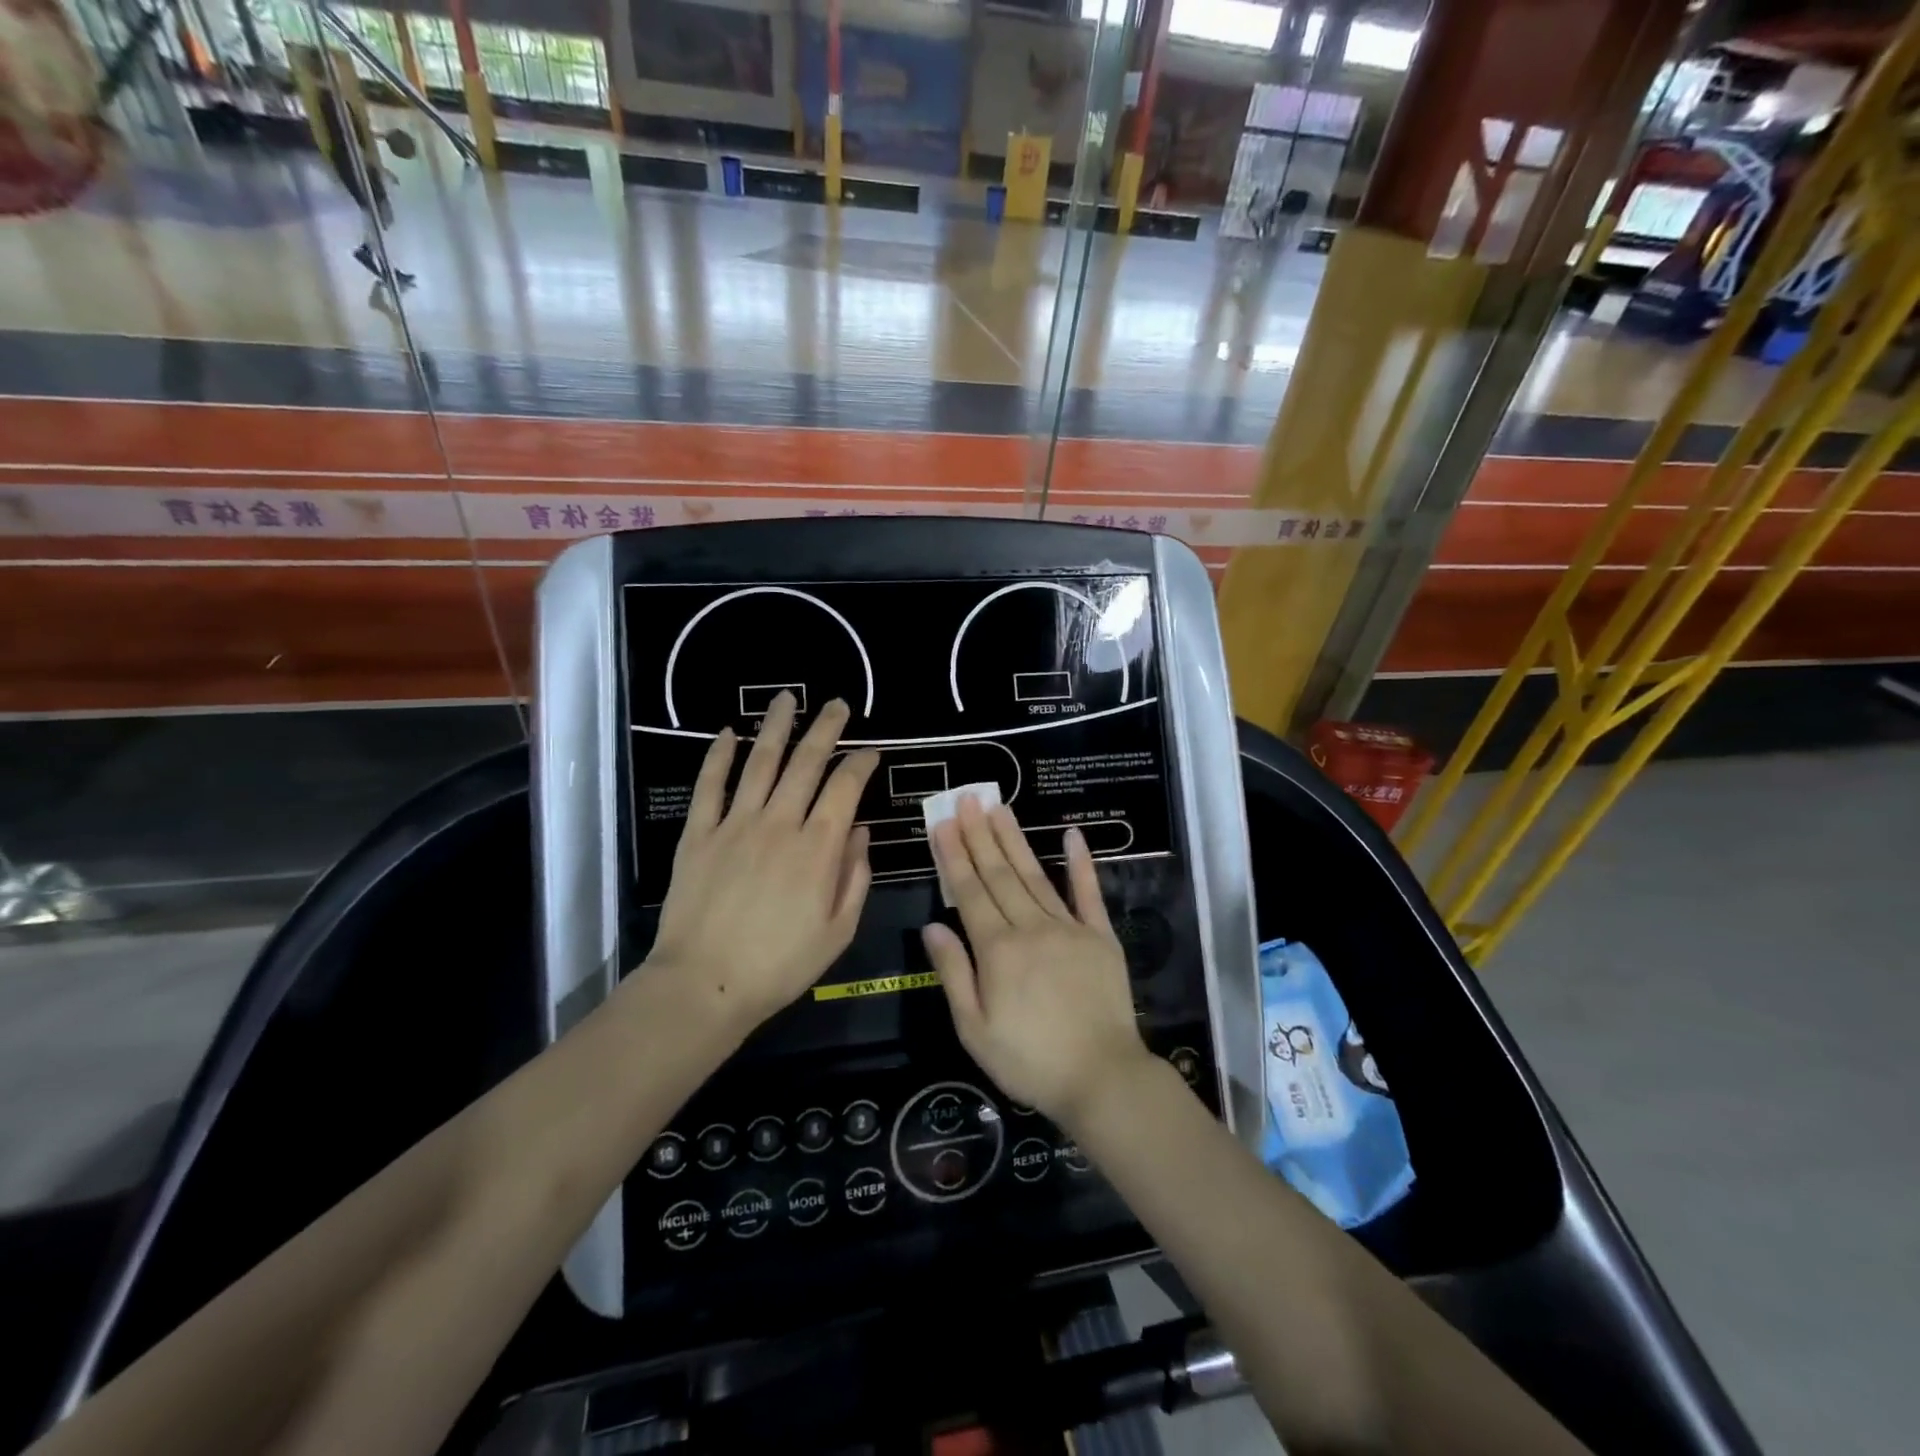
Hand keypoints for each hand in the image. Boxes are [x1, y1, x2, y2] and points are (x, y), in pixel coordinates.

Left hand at [649, 692, 878, 1029]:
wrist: (704, 985)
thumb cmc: (780, 965)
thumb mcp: (838, 931)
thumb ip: (854, 877)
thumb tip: (858, 832)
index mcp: (818, 848)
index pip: (845, 788)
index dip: (861, 763)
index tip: (872, 751)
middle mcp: (779, 823)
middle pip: (806, 763)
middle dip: (826, 728)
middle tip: (837, 704)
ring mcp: (735, 824)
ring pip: (760, 762)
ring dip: (776, 727)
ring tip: (786, 698)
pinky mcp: (698, 834)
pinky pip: (710, 786)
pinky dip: (718, 757)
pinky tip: (727, 734)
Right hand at [923, 800, 1154, 1126]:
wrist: (1102, 1078)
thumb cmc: (1029, 1061)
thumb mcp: (975, 1030)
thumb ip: (954, 974)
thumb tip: (932, 927)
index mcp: (998, 950)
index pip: (969, 892)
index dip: (954, 856)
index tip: (944, 823)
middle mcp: (1031, 927)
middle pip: (1000, 874)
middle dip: (980, 835)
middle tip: (968, 798)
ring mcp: (1069, 928)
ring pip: (1035, 875)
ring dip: (1015, 839)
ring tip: (1000, 807)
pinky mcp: (1101, 936)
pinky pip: (1088, 893)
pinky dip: (1080, 863)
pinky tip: (1072, 834)